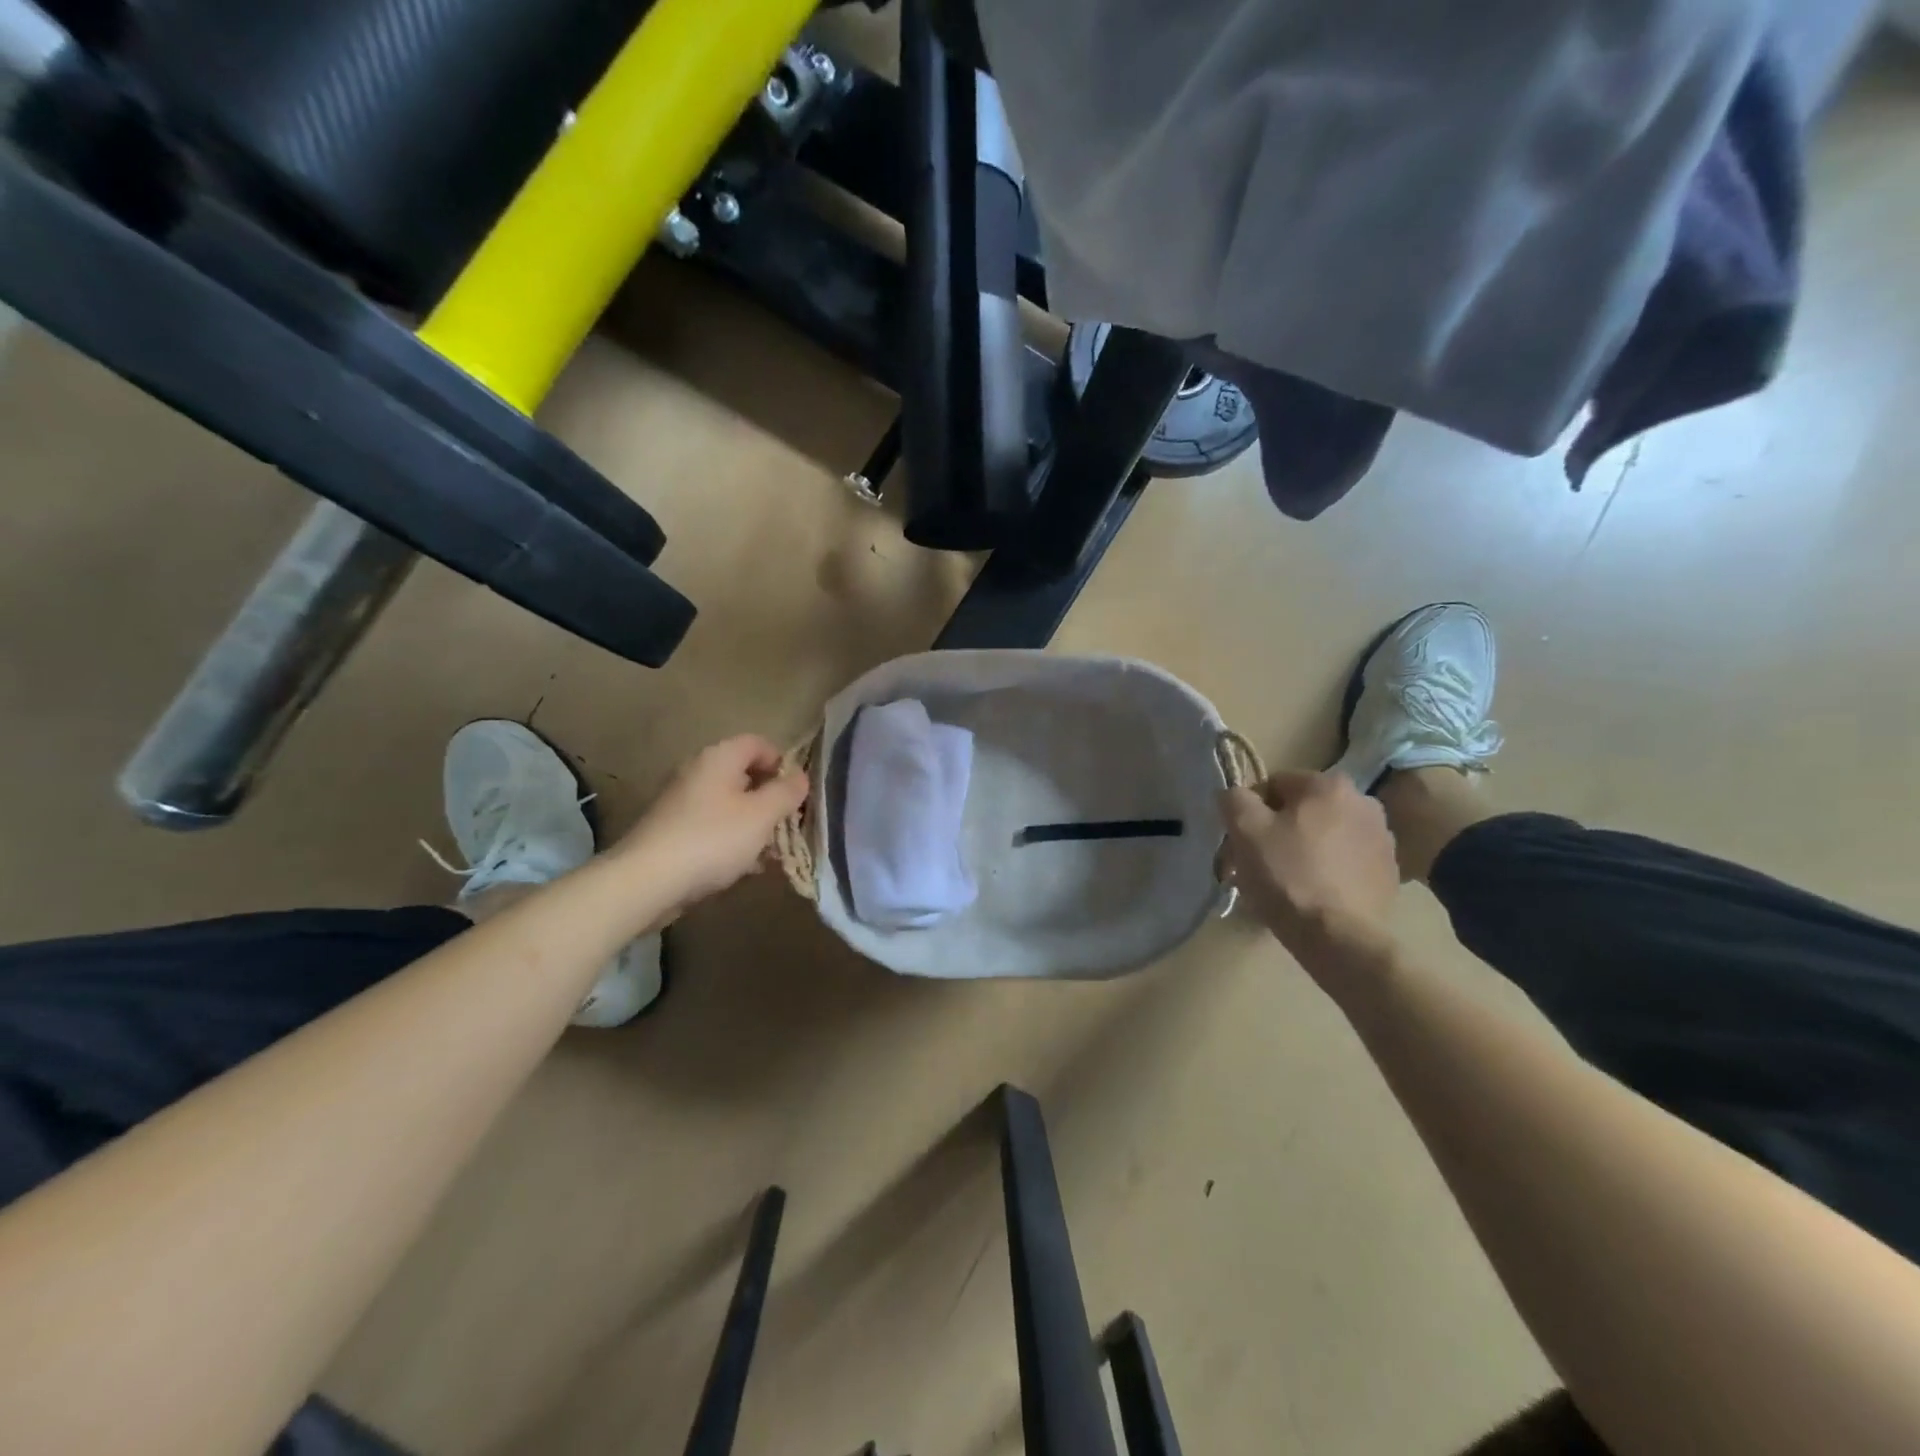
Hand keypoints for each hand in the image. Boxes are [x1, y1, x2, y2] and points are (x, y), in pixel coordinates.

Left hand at [615, 736, 809, 906]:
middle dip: (770, 798)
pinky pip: (712, 826)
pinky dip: (731, 839)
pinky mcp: (672, 830)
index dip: (782, 763)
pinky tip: (743, 866)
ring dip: (753, 823)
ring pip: (729, 804)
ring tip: (769, 851)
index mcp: (719, 757)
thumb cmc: (712, 839)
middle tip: (787, 824)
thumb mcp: (762, 815)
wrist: (647, 881)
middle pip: (744, 774)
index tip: (796, 793)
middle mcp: (697, 771)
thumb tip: (801, 776)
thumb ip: (786, 792)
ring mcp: (681, 801)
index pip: (759, 743)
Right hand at [1221, 770, 1399, 969]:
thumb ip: (1234, 799)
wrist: (1338, 938)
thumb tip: (1234, 794)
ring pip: (1324, 835)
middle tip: (1257, 864)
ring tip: (1285, 883)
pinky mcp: (1389, 873)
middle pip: (1302, 811)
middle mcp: (1363, 802)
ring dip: (1303, 850)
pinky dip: (1327, 871)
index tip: (1242, 842)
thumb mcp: (1245, 830)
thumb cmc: (1287, 876)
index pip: (1274, 785)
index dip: (1251, 812)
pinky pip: (1345, 861)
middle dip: (1277, 832)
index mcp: (1329, 785)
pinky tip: (1313, 894)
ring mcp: (1382, 839)